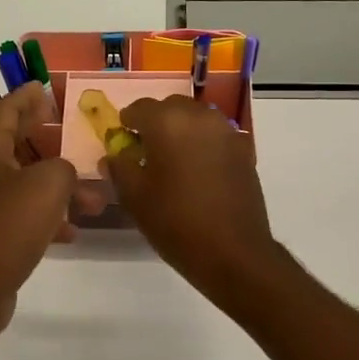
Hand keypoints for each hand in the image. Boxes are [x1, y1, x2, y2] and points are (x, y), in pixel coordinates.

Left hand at [0, 84, 89, 337]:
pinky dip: (45, 217)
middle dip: (44, 139)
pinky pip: (20, 215)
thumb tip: (64, 174)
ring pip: (22, 184)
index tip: (43, 86)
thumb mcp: (49, 184)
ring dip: (56, 187)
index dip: (25, 97)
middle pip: (12, 145)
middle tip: (67, 130)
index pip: (4, 111)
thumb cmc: (9, 225)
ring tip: (92, 201)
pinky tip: (70, 232)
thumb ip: (64, 168)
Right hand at [106, 96, 280, 298]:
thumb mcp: (134, 197)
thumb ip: (119, 167)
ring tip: (172, 161)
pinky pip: (215, 136)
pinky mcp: (243, 150)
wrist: (233, 251)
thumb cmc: (175, 222)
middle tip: (145, 151)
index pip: (139, 108)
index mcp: (167, 122)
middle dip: (155, 123)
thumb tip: (114, 154)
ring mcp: (226, 131)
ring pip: (196, 119)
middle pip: (170, 108)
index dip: (127, 122)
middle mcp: (199, 116)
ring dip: (181, 131)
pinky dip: (202, 144)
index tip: (122, 141)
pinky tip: (198, 171)